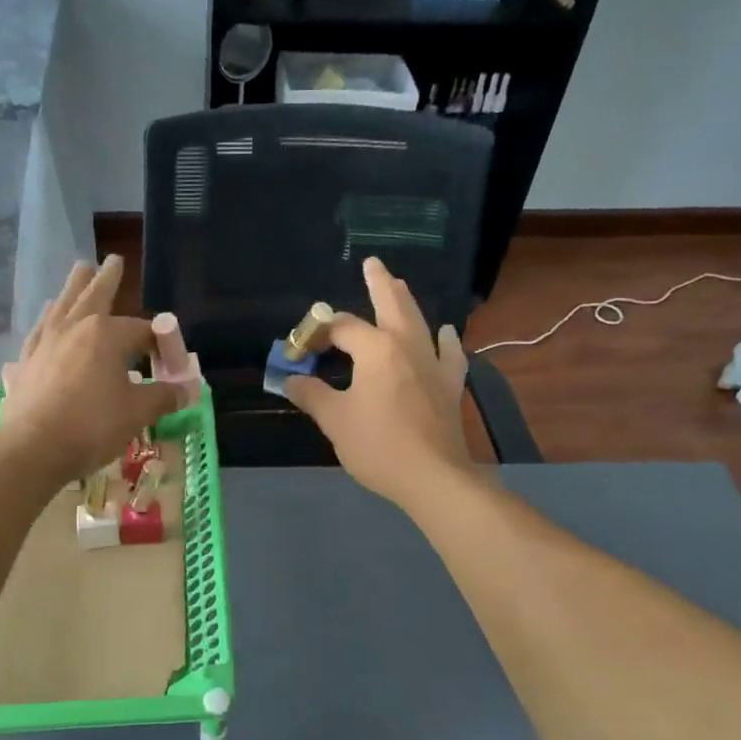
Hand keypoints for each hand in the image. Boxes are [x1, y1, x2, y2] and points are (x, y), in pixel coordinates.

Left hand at [0, 256, 178, 485]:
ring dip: (73, 288)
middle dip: (106, 278)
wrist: (32, 448)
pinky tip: (47, 319)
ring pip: (62, 306)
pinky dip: (48, 320)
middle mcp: (75, 328)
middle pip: (94, 296)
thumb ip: (163, 396)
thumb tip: (187, 390)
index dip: (159, 342)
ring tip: (78, 272)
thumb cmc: (92, 425)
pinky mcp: (26, 362)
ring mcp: (46, 343)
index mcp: (107, 334)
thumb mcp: (137, 412)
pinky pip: (40, 331)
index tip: (169, 358)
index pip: (141, 330)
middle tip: (112, 259)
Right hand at [286, 257, 472, 507]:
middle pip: (391, 304)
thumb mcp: (335, 420)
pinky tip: (445, 333)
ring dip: (407, 302)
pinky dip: (444, 340)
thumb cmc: (378, 445)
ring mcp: (433, 363)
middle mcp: (407, 345)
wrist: (433, 476)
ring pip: (420, 321)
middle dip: (379, 283)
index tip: (299, 350)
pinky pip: (449, 353)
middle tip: (373, 263)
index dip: (316, 334)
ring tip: (400, 285)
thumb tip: (290, 379)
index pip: (341, 328)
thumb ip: (312, 394)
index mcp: (376, 349)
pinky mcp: (450, 384)